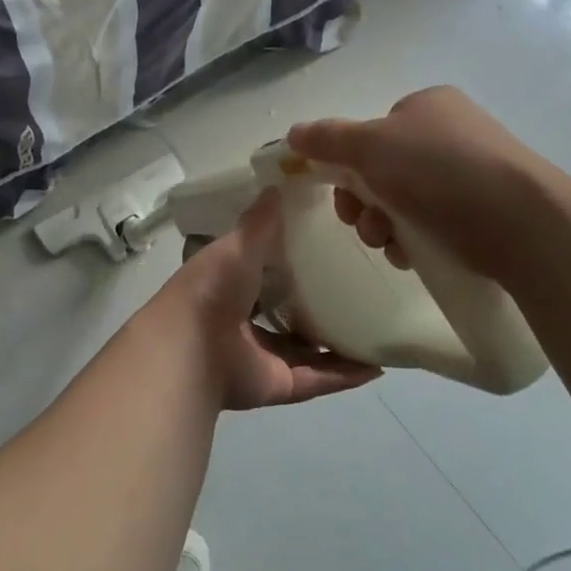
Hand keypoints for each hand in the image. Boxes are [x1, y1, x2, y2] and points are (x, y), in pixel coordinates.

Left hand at [156, 190, 380, 411]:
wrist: (193, 348)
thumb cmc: (213, 288)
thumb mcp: (238, 245)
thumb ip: (259, 222)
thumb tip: (278, 186)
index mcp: (231, 285)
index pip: (265, 270)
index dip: (291, 260)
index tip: (328, 245)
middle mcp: (246, 321)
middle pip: (288, 312)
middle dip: (318, 304)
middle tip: (361, 287)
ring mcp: (262, 355)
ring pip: (307, 350)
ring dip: (338, 343)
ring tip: (376, 326)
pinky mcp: (278, 384)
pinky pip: (318, 379)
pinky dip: (345, 375)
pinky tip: (377, 365)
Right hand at [286, 86, 542, 281]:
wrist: (523, 222)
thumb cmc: (439, 171)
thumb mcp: (371, 146)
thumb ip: (327, 139)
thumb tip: (293, 133)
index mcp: (427, 106)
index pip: (372, 134)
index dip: (348, 166)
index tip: (343, 196)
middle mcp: (451, 133)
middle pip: (383, 171)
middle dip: (365, 204)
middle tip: (366, 226)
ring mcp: (473, 173)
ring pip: (405, 202)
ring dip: (385, 227)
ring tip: (393, 245)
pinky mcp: (488, 211)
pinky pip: (435, 224)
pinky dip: (416, 240)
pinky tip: (415, 255)